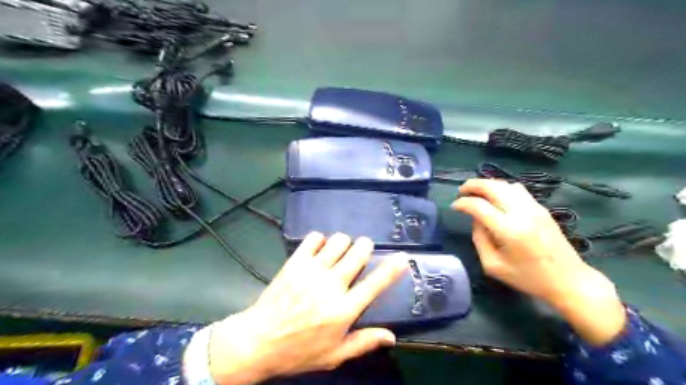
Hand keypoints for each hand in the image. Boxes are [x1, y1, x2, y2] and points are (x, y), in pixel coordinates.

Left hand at [203, 232, 405, 383]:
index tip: (403, 257)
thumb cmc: (299, 351)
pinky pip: (314, 238)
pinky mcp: (295, 262)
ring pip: (338, 241)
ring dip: (343, 243)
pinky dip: (320, 240)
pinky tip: (319, 250)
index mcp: (344, 309)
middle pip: (358, 253)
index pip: (376, 284)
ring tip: (339, 252)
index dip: (392, 268)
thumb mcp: (334, 354)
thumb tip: (392, 336)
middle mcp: (332, 285)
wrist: (258, 341)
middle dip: (365, 247)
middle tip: (361, 252)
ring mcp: (312, 270)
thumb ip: (364, 342)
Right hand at [454, 179, 624, 345]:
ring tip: (476, 192)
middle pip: (492, 187)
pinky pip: (518, 190)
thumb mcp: (493, 266)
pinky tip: (496, 197)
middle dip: (473, 185)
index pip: (479, 206)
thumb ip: (479, 239)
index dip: (463, 203)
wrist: (568, 280)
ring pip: (505, 185)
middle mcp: (521, 213)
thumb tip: (475, 219)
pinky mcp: (542, 209)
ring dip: (488, 184)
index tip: (454, 206)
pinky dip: (502, 188)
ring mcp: (534, 208)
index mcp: (508, 230)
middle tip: (461, 191)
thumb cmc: (528, 278)